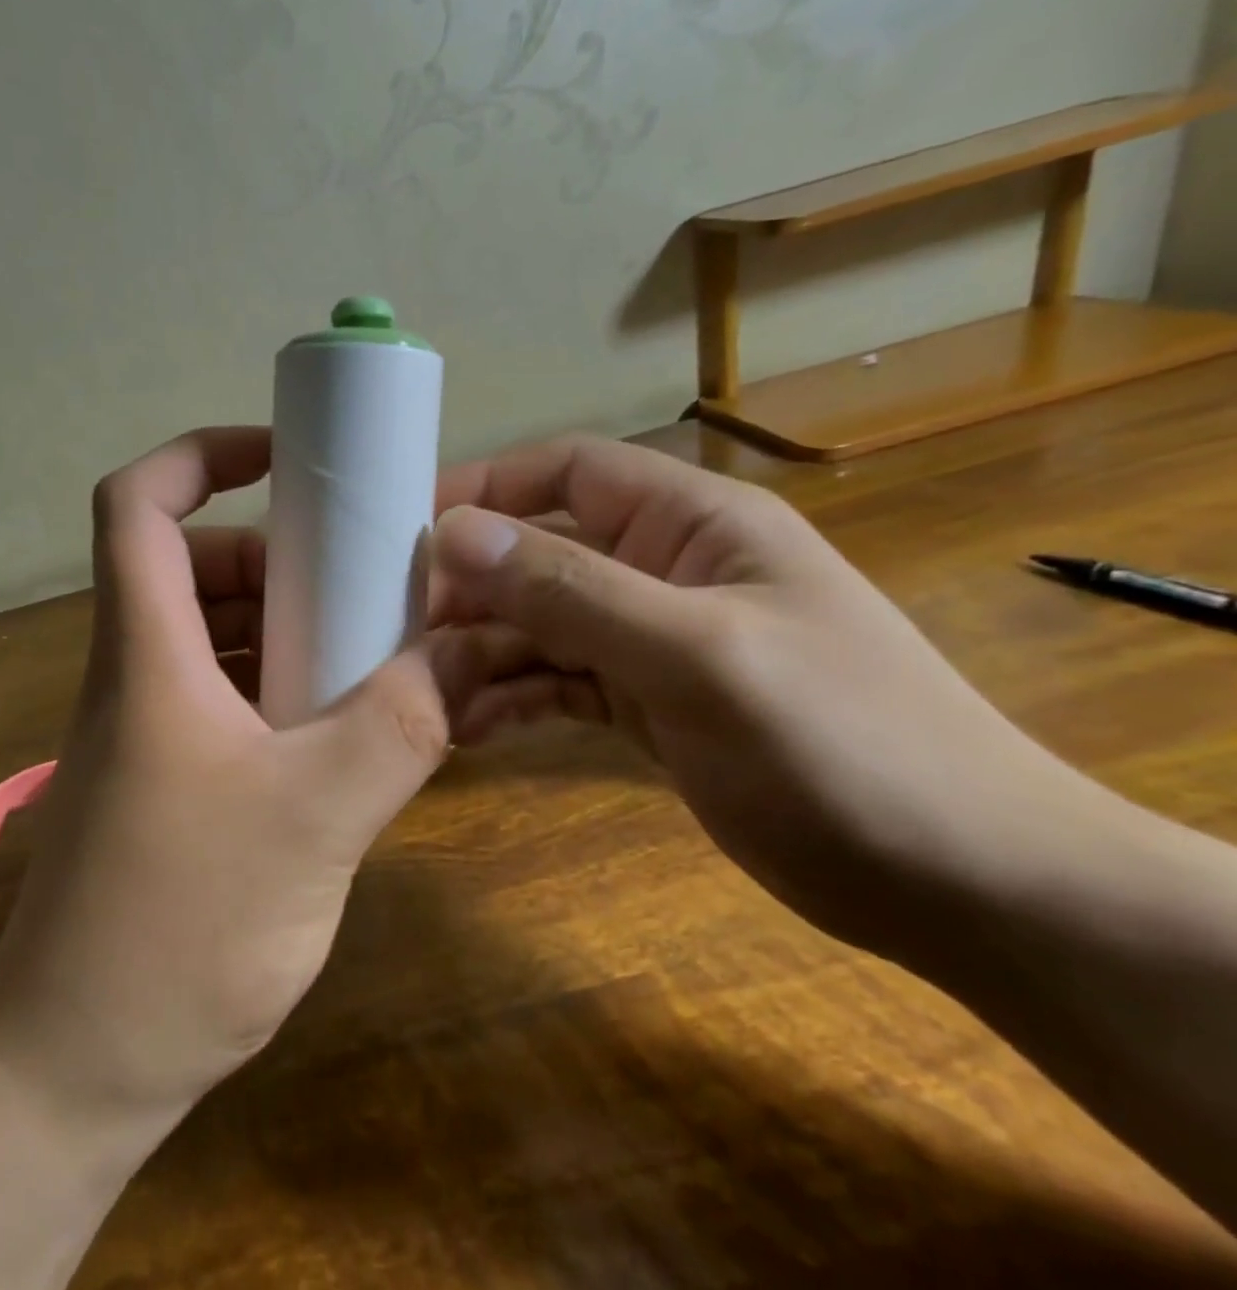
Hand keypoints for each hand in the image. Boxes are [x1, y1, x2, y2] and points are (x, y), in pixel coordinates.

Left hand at [0, 426, 456, 1123]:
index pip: (138, 504)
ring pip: (212, 631)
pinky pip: (224, 694)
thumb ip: (398, 725)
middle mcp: (136, 673)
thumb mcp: (315, 818)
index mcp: (147, 652)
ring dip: (286, 622)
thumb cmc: (179, 930)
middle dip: (277, 550)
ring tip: (369, 646)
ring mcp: (146, 729)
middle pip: (191, 563)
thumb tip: (461, 652)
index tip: (284, 458)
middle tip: (362, 574)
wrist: (76, 1068)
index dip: (201, 454)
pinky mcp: (164, 780)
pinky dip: (279, 683)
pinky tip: (341, 724)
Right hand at [429, 435, 1074, 954]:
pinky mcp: (643, 703)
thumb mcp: (697, 656)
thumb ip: (572, 591)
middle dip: (470, 587)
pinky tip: (468, 726)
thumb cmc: (843, 745)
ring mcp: (651, 640)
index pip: (568, 471)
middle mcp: (662, 569)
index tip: (406, 525)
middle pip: (539, 554)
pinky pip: (556, 681)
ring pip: (539, 625)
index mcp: (690, 524)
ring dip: (481, 652)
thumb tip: (456, 534)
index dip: (487, 486)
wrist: (961, 886)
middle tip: (397, 629)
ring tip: (420, 690)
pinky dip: (511, 697)